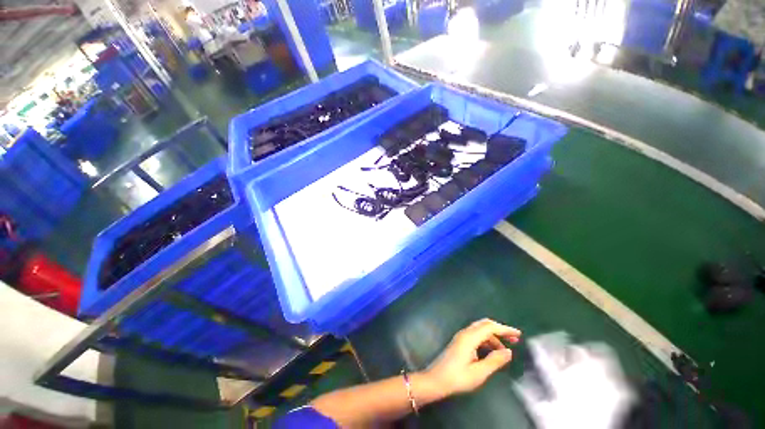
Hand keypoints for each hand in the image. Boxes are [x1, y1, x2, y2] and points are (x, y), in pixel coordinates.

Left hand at [422, 318, 520, 396]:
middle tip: (514, 339)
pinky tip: (492, 351)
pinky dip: (486, 340)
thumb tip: (509, 352)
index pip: (489, 327)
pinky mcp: (459, 342)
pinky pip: (476, 336)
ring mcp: (461, 337)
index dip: (505, 329)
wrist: (436, 380)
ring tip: (505, 350)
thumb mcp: (479, 373)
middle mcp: (465, 333)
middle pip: (484, 325)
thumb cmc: (457, 377)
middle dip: (500, 330)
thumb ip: (494, 361)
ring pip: (480, 330)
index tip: (518, 334)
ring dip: (493, 337)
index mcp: (469, 337)